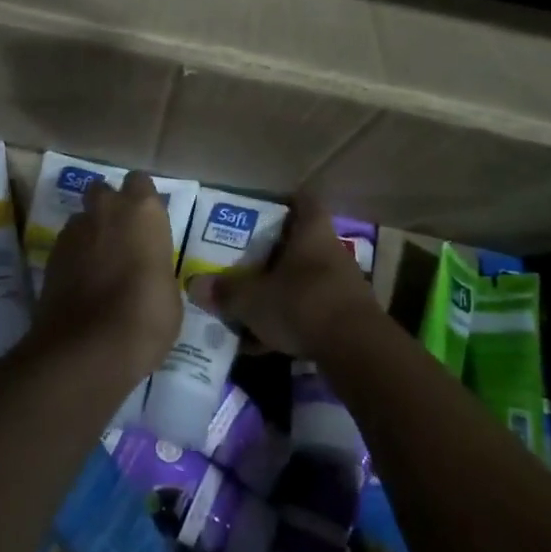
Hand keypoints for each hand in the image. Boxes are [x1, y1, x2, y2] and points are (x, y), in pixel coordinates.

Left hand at [35, 171, 181, 380]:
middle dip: (109, 208)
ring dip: (90, 234)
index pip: (140, 182)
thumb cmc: (146, 317)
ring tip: (99, 266)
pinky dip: (74, 259)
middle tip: (122, 239)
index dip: (142, 201)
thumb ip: (157, 268)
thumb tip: (149, 273)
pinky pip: (67, 246)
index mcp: (143, 211)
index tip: (148, 224)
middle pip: (104, 191)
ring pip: (82, 219)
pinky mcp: (50, 257)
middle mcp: (106, 210)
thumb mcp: (170, 294)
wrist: (88, 349)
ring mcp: (74, 231)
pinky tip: (82, 285)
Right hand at [190, 196, 376, 357]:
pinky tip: (265, 343)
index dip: (284, 202)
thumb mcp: (253, 299)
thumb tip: (194, 285)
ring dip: (281, 290)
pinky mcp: (347, 318)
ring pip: (304, 279)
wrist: (356, 350)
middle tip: (244, 261)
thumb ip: (225, 292)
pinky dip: (290, 321)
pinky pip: (311, 311)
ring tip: (249, 304)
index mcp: (311, 232)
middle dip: (273, 253)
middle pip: (301, 243)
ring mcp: (342, 285)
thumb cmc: (302, 303)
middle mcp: (330, 251)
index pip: (303, 201)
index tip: (262, 210)